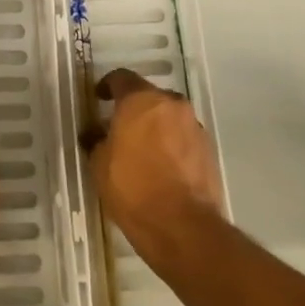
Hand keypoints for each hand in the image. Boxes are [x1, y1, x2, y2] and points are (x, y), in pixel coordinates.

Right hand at [83, 68, 224, 273]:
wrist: (184, 228)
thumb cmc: (134, 188)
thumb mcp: (100, 165)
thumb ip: (97, 141)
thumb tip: (95, 134)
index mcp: (141, 99)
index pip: (121, 78)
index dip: (107, 86)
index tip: (98, 98)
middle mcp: (171, 104)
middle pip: (149, 96)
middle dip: (134, 108)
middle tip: (119, 127)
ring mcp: (194, 126)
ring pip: (169, 116)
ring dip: (156, 126)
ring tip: (142, 150)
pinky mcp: (209, 150)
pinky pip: (184, 137)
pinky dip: (172, 144)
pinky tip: (162, 166)